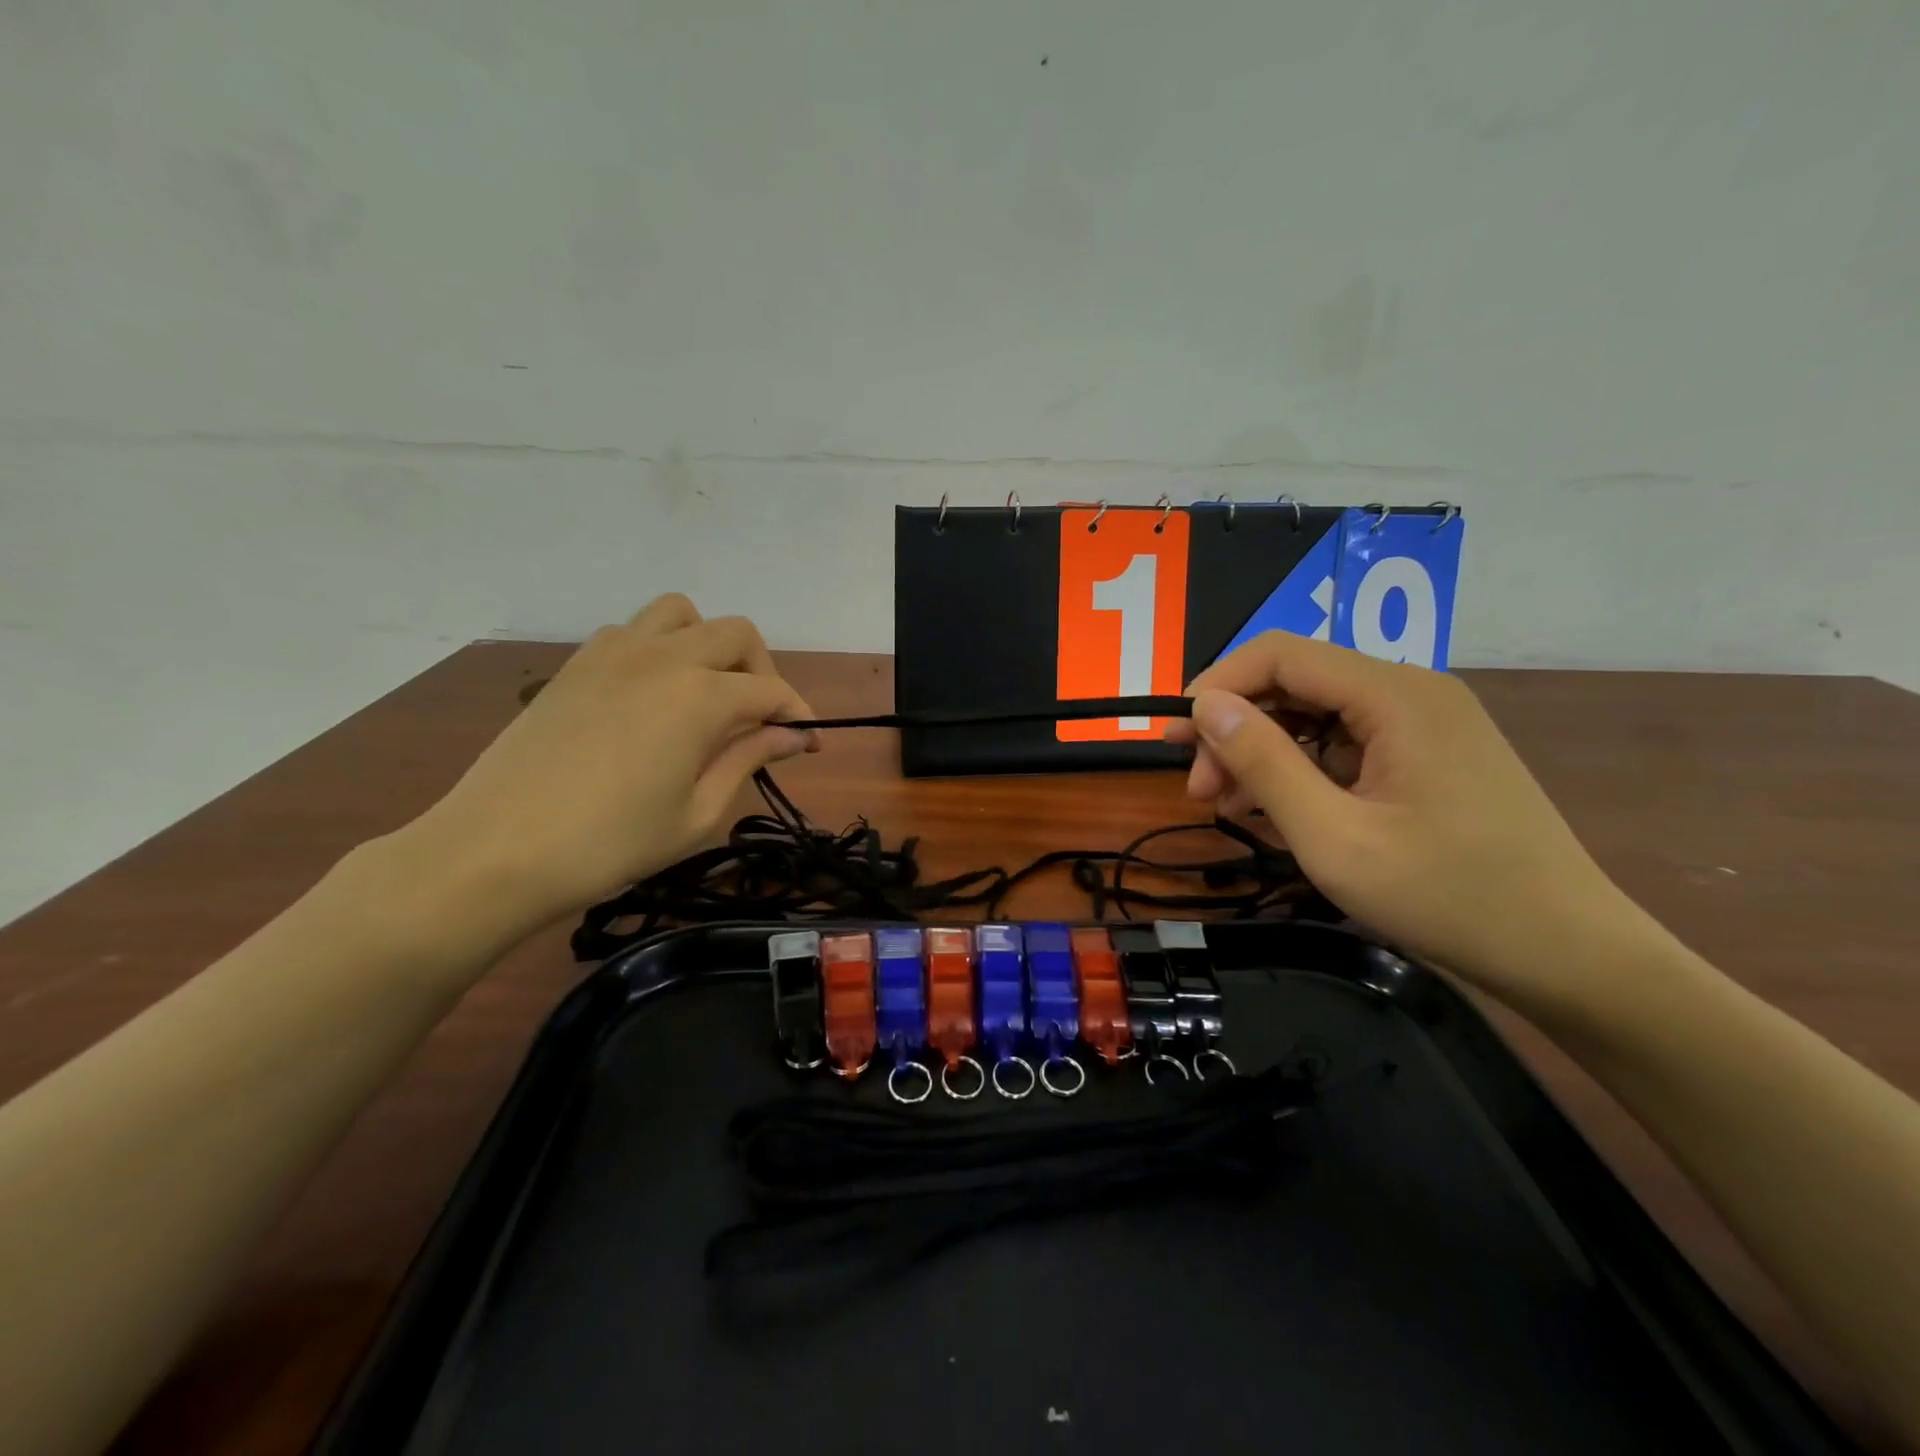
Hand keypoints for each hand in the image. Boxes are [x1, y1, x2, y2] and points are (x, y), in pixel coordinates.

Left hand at [399, 596, 815, 943]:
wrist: (496, 850)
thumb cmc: (610, 844)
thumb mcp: (697, 813)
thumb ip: (748, 760)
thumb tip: (791, 734)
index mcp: (700, 697)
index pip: (771, 691)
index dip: (799, 716)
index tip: (810, 745)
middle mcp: (663, 657)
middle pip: (736, 634)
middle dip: (762, 672)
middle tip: (759, 721)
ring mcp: (614, 652)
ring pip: (682, 614)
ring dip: (709, 644)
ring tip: (706, 692)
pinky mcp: (577, 663)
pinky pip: (633, 631)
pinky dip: (660, 648)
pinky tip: (652, 696)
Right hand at [1165, 632, 1632, 998]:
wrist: (1569, 956)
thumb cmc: (1447, 897)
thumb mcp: (1333, 835)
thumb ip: (1263, 763)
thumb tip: (1204, 706)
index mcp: (1396, 695)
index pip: (1280, 654)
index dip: (1216, 685)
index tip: (1175, 740)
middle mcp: (1412, 691)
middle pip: (1296, 682)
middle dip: (1236, 728)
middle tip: (1199, 791)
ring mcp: (1425, 723)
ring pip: (1316, 714)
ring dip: (1263, 753)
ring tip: (1228, 807)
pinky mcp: (1429, 755)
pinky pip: (1345, 743)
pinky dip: (1301, 770)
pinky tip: (1276, 811)